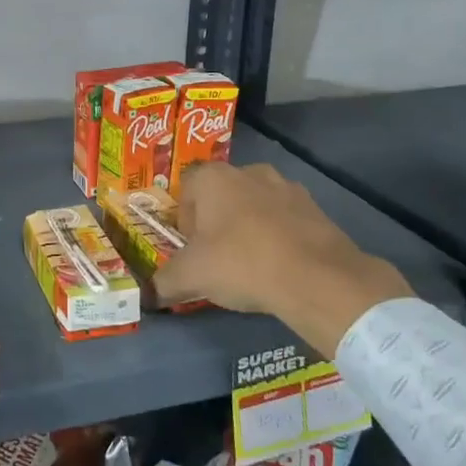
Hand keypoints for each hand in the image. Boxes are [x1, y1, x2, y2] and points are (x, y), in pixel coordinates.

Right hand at [155, 164, 408, 356]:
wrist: (317, 278)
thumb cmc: (241, 263)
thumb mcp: (191, 277)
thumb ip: (164, 281)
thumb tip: (148, 294)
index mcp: (213, 177)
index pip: (187, 189)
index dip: (184, 219)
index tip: (191, 248)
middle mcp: (249, 171)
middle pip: (221, 195)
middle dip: (216, 222)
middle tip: (217, 258)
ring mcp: (287, 187)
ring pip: (255, 205)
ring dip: (249, 227)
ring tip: (251, 264)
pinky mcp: (316, 208)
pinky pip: (286, 219)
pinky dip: (279, 236)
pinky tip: (280, 266)